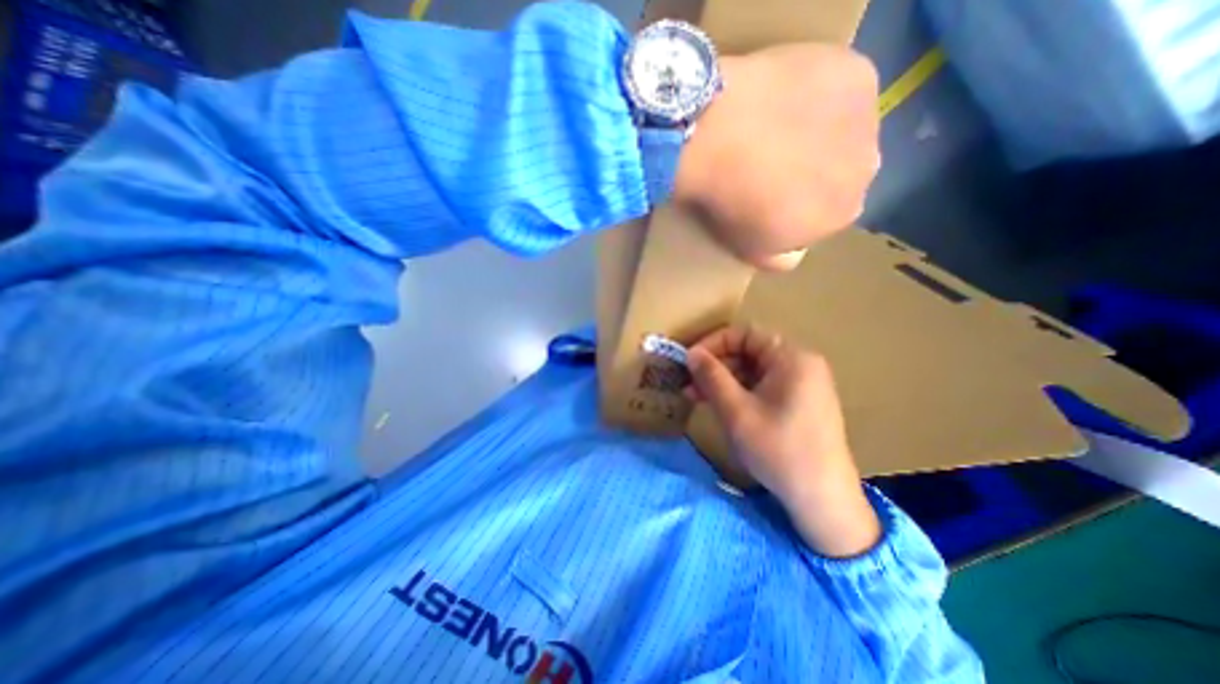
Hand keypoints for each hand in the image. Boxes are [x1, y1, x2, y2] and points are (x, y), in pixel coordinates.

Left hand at [670, 39, 883, 273]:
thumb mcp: (751, 249)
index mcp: (842, 215)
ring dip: (820, 130)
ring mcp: (868, 118)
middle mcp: (868, 169)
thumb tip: (796, 253)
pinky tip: (785, 96)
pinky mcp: (856, 74)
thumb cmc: (732, 203)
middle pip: (842, 170)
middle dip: (814, 169)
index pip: (827, 213)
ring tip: (775, 127)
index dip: (799, 204)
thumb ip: (782, 258)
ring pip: (845, 129)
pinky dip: (818, 92)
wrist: (721, 139)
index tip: (771, 196)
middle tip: (771, 161)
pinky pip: (840, 87)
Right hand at [685, 325, 878, 556]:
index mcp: (792, 357)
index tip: (690, 361)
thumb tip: (691, 353)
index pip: (745, 334)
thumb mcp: (736, 411)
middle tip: (689, 384)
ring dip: (724, 380)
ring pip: (754, 371)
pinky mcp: (801, 403)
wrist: (823, 500)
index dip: (713, 343)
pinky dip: (739, 393)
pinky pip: (763, 387)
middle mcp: (801, 364)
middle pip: (749, 352)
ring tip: (697, 397)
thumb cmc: (779, 450)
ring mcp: (803, 385)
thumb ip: (711, 376)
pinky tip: (720, 407)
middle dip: (716, 365)